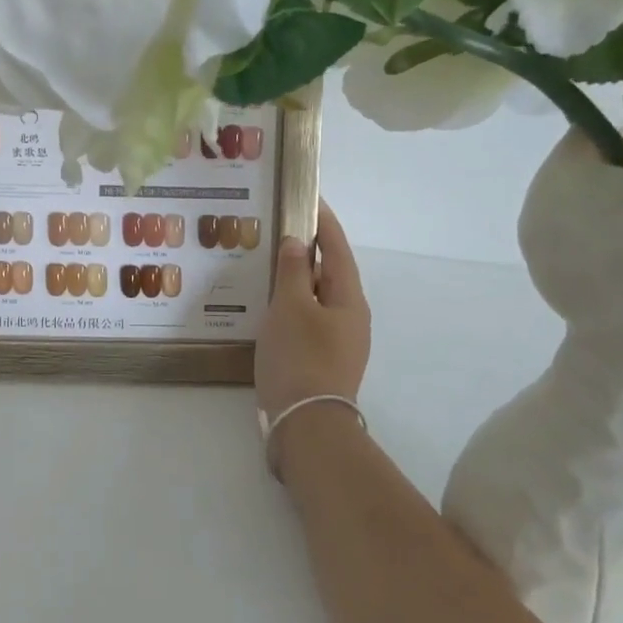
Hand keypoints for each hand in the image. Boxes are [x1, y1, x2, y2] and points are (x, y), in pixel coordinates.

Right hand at [255, 201, 370, 439]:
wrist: (307, 424)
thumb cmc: (299, 357)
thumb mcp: (291, 307)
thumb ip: (294, 271)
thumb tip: (297, 241)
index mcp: (349, 298)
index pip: (337, 248)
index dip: (323, 222)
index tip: (309, 198)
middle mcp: (352, 316)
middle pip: (331, 273)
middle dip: (309, 250)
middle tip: (279, 231)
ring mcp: (340, 341)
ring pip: (319, 298)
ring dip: (299, 279)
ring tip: (270, 265)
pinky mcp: (324, 360)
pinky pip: (310, 319)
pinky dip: (294, 304)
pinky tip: (272, 307)